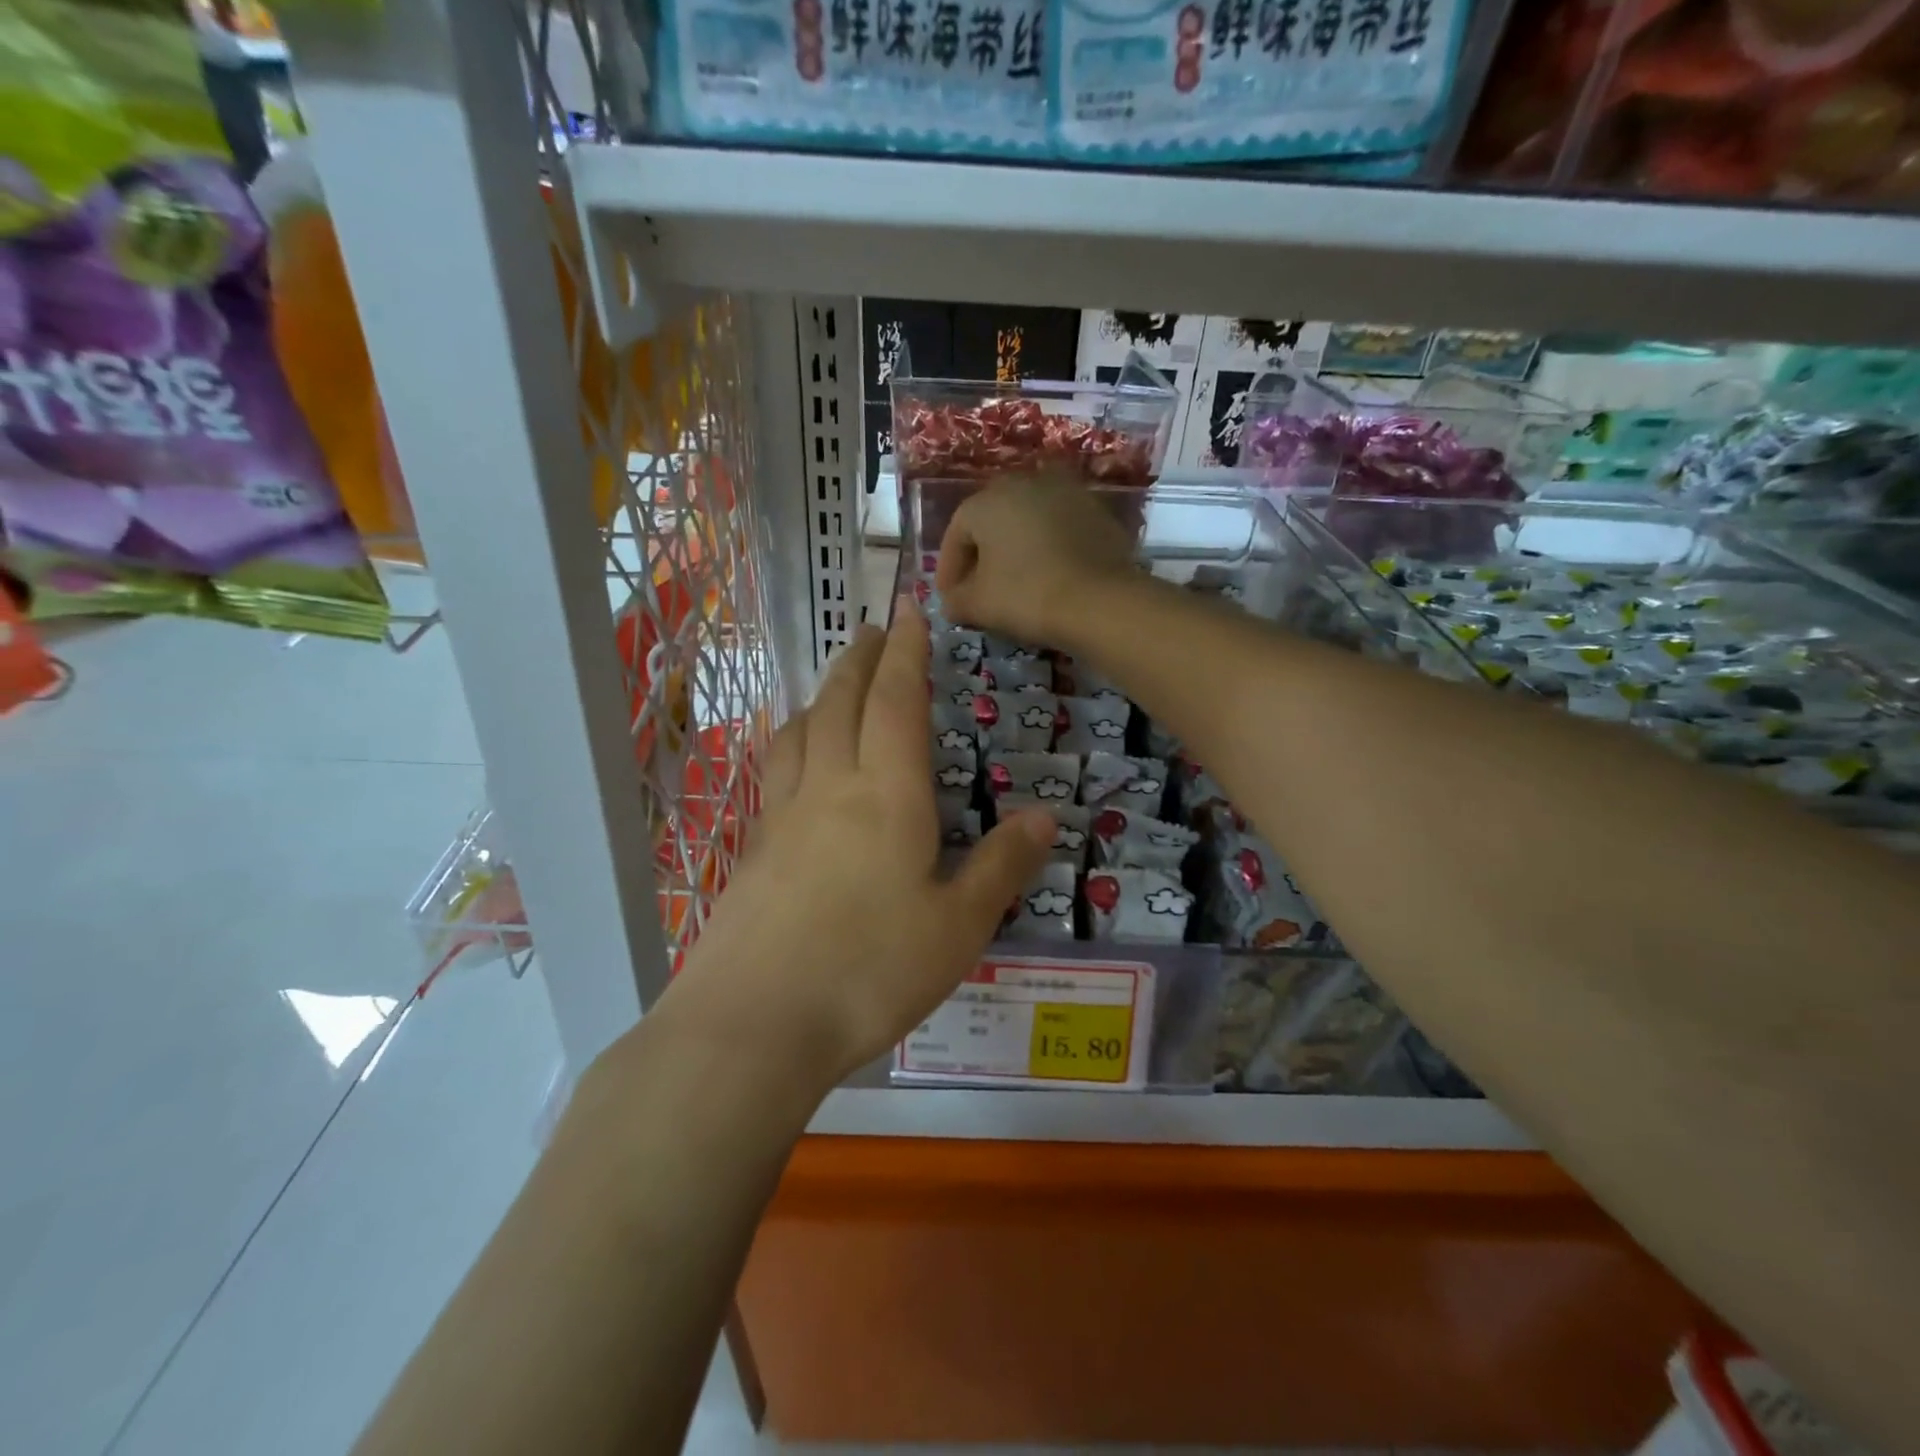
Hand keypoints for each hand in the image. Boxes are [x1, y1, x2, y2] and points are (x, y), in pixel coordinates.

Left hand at [660, 604, 1054, 1093]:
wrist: (754, 1022)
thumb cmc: (870, 970)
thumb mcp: (958, 926)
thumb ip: (1001, 866)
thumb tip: (1044, 815)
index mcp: (887, 794)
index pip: (897, 701)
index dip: (907, 651)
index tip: (909, 610)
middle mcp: (831, 787)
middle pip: (842, 701)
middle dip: (862, 659)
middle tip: (875, 630)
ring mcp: (783, 816)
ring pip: (801, 730)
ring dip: (822, 695)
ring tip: (836, 686)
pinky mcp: (754, 850)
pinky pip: (777, 771)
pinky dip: (795, 742)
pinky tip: (798, 764)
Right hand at [936, 476, 1137, 645]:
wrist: (1101, 600)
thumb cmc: (1026, 596)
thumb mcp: (977, 605)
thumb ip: (955, 600)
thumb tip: (952, 601)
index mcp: (987, 500)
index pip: (956, 533)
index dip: (948, 568)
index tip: (949, 597)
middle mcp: (1025, 483)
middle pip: (993, 521)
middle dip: (982, 555)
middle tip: (980, 588)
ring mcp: (1066, 492)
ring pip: (1028, 522)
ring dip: (1017, 549)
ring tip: (1015, 582)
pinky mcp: (1097, 511)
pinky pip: (1059, 530)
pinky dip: (1048, 549)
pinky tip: (1049, 576)